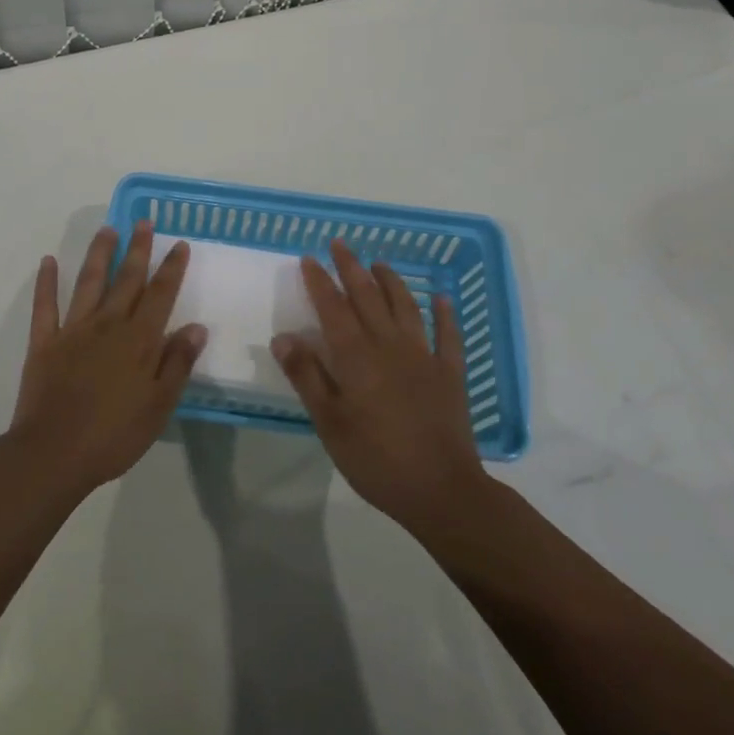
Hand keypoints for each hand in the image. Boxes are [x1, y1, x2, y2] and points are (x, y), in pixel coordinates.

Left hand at [8, 221, 207, 494]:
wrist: (53, 454)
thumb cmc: (113, 436)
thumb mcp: (158, 407)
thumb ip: (177, 364)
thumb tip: (196, 327)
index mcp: (139, 341)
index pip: (160, 295)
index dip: (171, 269)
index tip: (179, 244)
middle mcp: (108, 325)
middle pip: (127, 279)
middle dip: (138, 249)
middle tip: (144, 222)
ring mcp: (73, 330)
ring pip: (89, 282)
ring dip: (99, 254)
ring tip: (108, 229)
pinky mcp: (44, 342)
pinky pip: (45, 305)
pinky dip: (46, 282)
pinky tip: (48, 261)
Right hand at [272, 240, 485, 531]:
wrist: (440, 489)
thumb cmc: (375, 458)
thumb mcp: (329, 422)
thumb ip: (306, 376)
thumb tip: (283, 336)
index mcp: (356, 356)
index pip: (333, 307)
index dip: (320, 281)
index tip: (309, 258)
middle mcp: (389, 345)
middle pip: (368, 297)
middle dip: (351, 268)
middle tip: (340, 244)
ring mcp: (423, 356)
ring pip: (405, 307)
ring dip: (391, 281)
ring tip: (379, 263)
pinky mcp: (450, 374)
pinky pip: (448, 336)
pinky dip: (444, 314)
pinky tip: (441, 299)